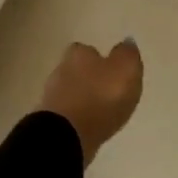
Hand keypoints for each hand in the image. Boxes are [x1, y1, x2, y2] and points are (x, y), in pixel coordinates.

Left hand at [39, 39, 143, 164]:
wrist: (67, 136)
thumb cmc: (100, 97)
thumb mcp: (125, 70)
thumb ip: (127, 55)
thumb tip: (127, 41)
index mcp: (79, 54)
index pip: (86, 50)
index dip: (98, 58)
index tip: (110, 69)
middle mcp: (61, 70)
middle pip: (76, 70)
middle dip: (89, 79)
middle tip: (106, 90)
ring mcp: (52, 97)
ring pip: (70, 92)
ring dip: (82, 99)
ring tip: (100, 110)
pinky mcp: (50, 121)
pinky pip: (67, 114)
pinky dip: (77, 117)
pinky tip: (88, 125)